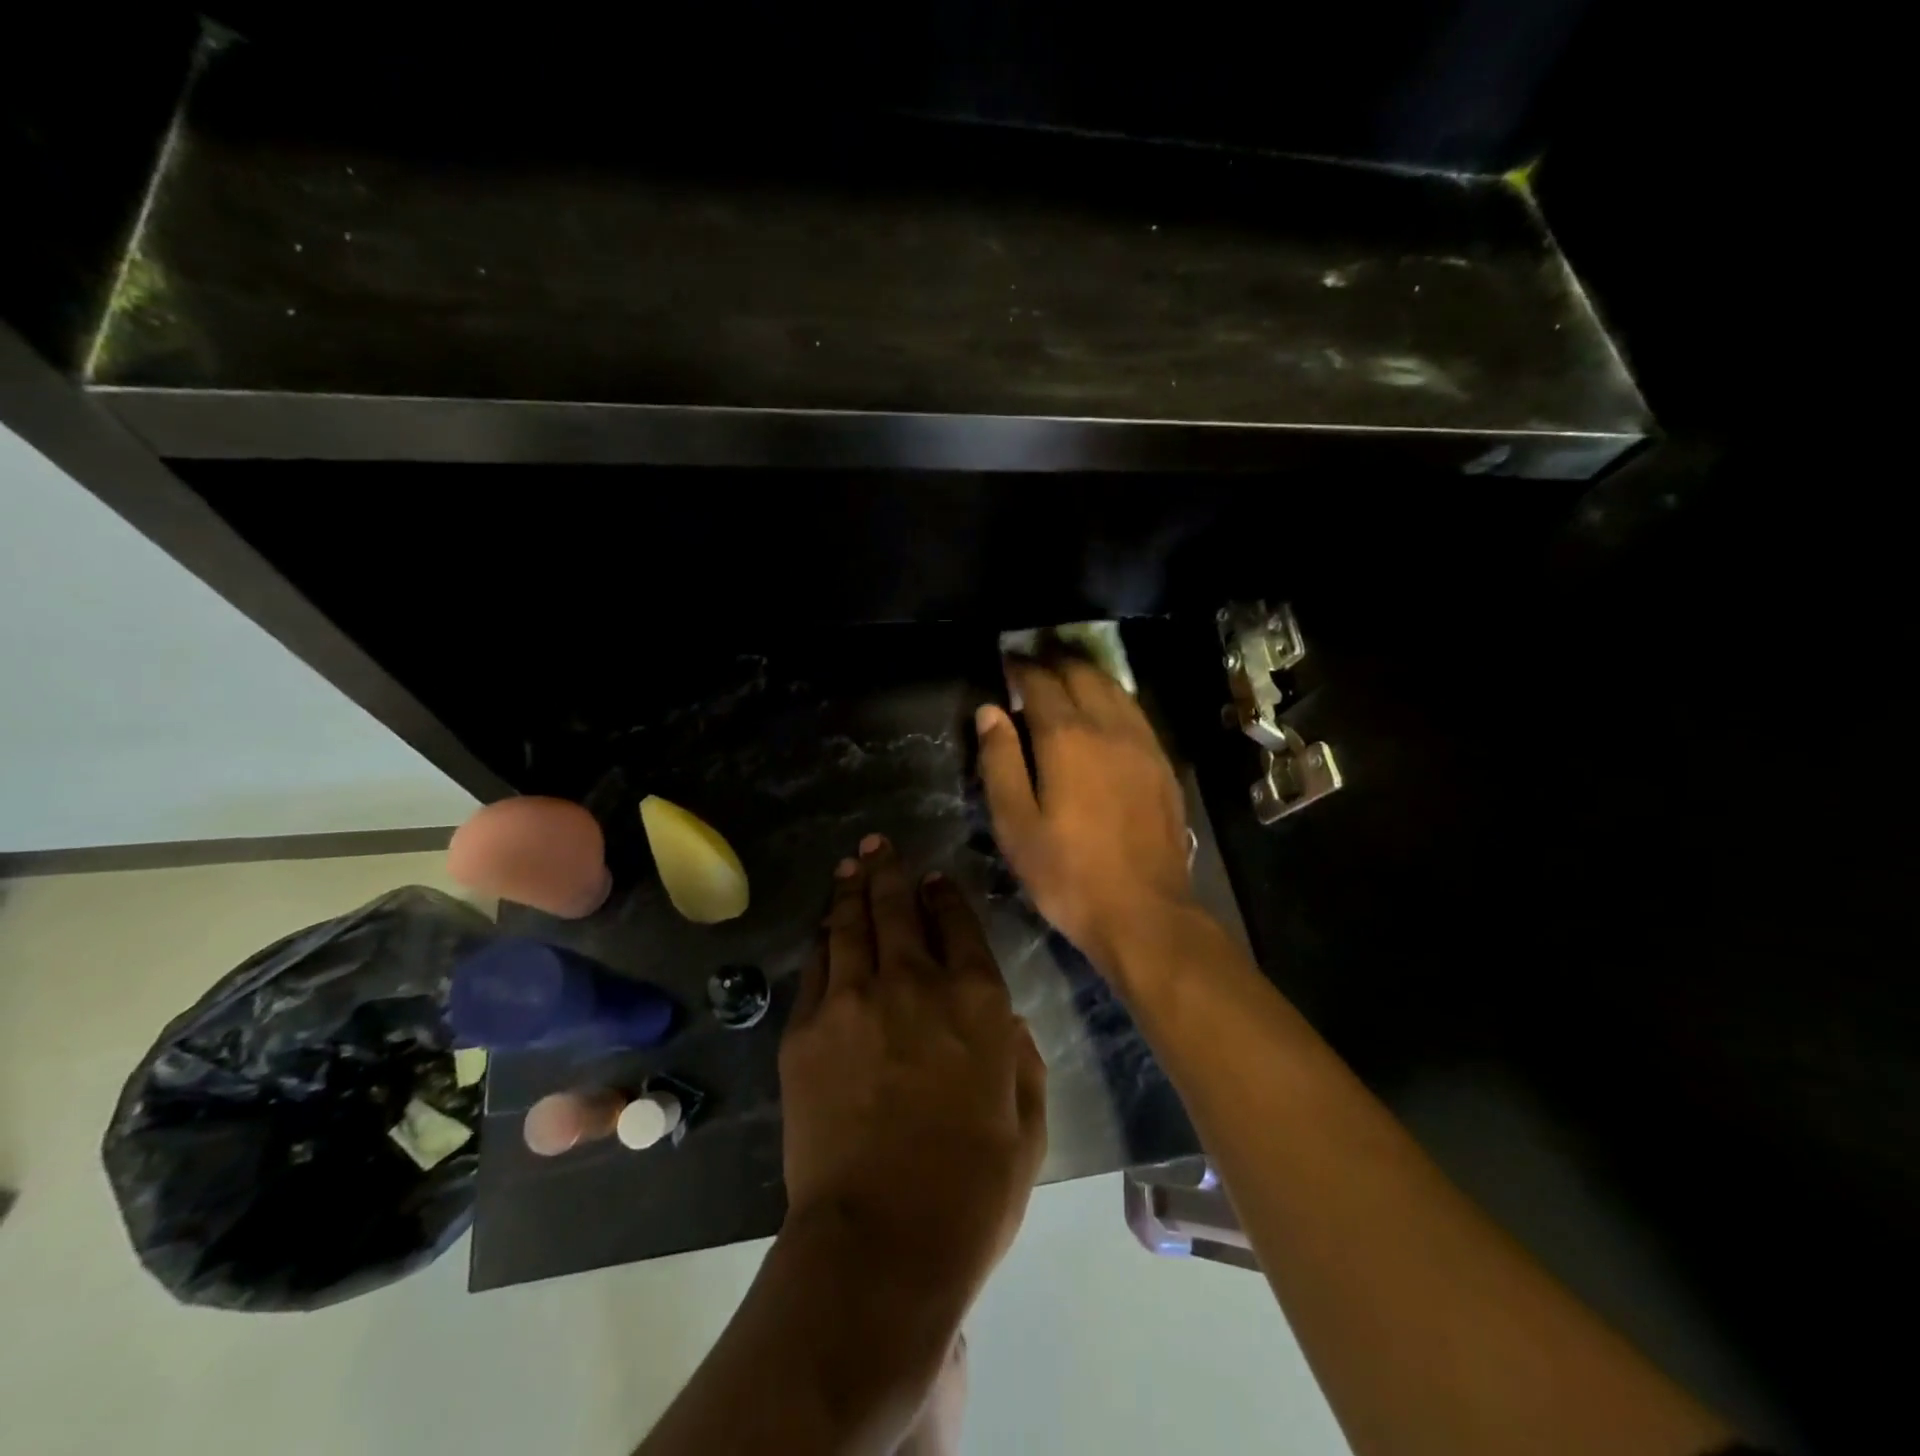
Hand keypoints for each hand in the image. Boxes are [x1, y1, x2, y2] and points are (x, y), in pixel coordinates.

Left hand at [779, 836, 1046, 1297]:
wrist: (880, 1242)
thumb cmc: (971, 1192)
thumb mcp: (1027, 1128)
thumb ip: (1022, 1063)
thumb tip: (1007, 1025)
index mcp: (976, 1002)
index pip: (959, 925)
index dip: (946, 896)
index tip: (936, 879)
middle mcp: (914, 983)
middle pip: (898, 909)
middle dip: (891, 872)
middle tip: (881, 846)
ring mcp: (853, 1000)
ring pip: (850, 926)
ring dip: (851, 890)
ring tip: (850, 865)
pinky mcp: (806, 1029)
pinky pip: (815, 967)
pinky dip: (821, 940)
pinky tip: (823, 926)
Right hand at [976, 657, 1197, 978]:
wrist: (1144, 911)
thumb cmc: (1067, 873)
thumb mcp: (1015, 824)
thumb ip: (1000, 761)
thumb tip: (989, 711)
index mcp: (1066, 738)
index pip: (1040, 683)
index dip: (1020, 667)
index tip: (1006, 660)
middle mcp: (1108, 727)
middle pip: (1082, 674)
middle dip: (1055, 660)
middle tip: (1035, 658)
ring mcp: (1143, 743)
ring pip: (1114, 688)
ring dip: (1087, 672)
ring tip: (1067, 670)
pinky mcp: (1163, 763)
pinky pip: (1135, 711)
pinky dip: (1114, 696)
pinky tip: (1106, 707)